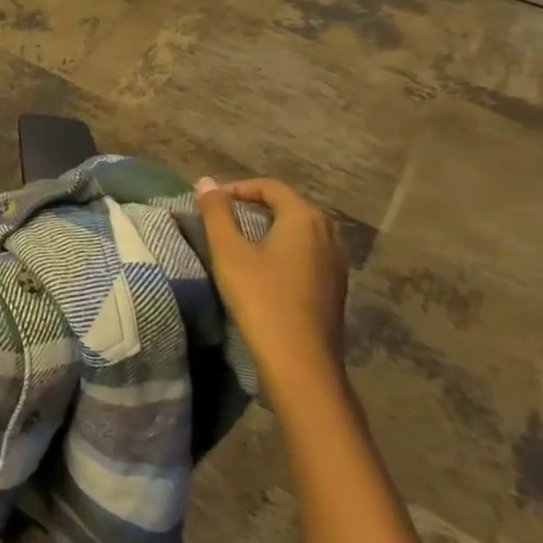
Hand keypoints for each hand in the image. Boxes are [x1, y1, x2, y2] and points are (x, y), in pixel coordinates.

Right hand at [194, 176, 348, 412]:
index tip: (210, 201)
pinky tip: (262, 268)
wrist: (300, 361)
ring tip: (238, 240)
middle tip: (221, 217)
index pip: (270, 187)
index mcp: (305, 219)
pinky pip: (307, 252)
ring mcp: (336, 263)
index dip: (237, 188)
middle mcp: (329, 234)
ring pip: (299, 230)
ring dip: (268, 227)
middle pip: (288, 206)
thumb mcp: (229, 251)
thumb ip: (216, 212)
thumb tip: (206, 181)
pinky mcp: (334, 287)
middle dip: (253, 205)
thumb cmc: (261, 298)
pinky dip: (282, 248)